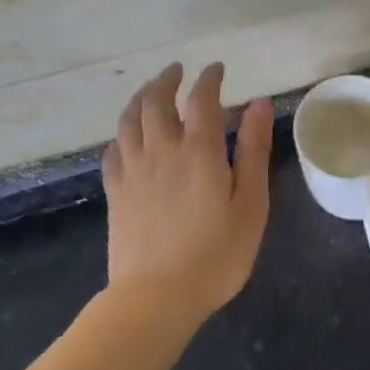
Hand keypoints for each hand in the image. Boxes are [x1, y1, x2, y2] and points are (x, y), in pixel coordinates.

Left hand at [104, 62, 274, 326]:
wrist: (155, 300)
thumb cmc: (215, 255)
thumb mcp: (250, 204)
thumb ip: (253, 150)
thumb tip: (257, 103)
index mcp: (198, 150)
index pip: (202, 99)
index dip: (209, 79)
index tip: (216, 69)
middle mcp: (162, 150)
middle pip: (157, 101)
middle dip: (168, 80)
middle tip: (178, 71)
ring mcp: (133, 171)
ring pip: (129, 119)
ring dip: (141, 97)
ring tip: (151, 90)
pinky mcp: (116, 193)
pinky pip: (113, 150)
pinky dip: (122, 134)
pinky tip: (128, 136)